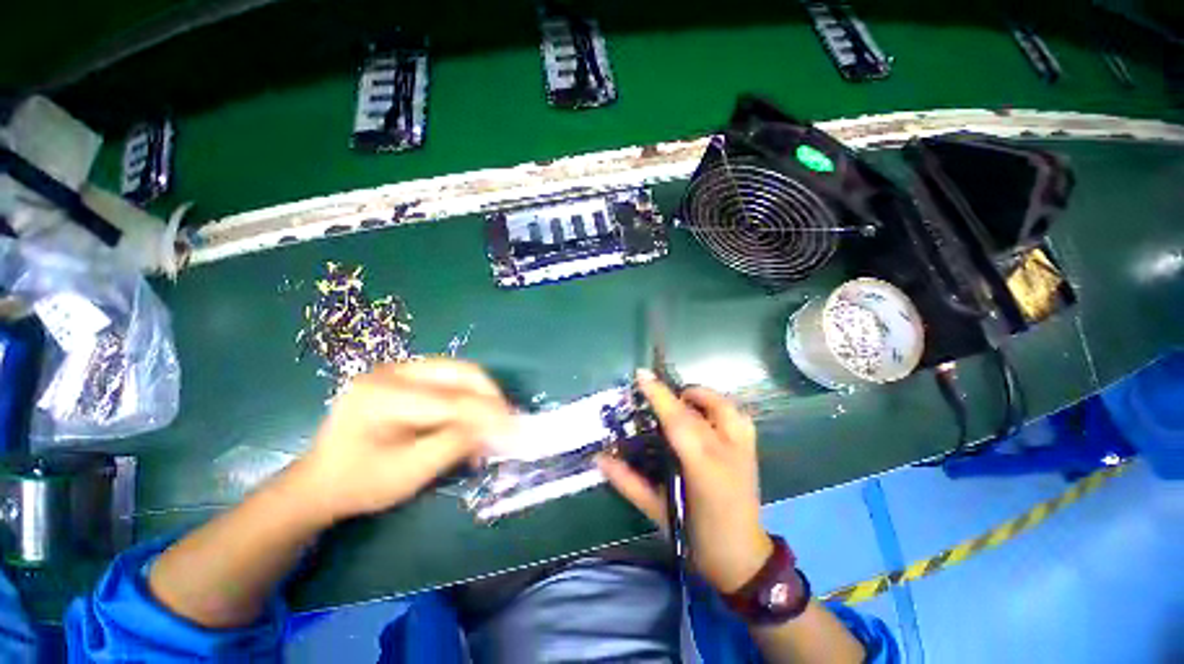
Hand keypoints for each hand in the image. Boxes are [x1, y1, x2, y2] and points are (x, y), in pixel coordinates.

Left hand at [288, 359, 512, 525]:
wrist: (321, 481)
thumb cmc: (360, 483)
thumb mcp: (409, 472)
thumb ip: (455, 444)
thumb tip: (497, 427)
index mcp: (381, 395)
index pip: (450, 400)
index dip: (487, 414)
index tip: (514, 429)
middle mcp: (391, 371)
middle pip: (459, 372)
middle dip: (490, 396)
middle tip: (508, 420)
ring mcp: (399, 369)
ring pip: (460, 371)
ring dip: (483, 395)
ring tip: (495, 420)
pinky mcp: (407, 375)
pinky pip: (451, 378)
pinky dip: (470, 396)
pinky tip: (475, 417)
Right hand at [597, 371, 772, 593]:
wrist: (743, 558)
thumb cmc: (696, 537)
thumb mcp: (657, 511)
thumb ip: (627, 481)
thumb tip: (599, 459)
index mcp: (703, 468)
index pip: (678, 421)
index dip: (659, 395)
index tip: (641, 375)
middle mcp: (728, 451)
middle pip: (700, 406)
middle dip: (675, 394)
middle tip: (656, 399)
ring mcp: (745, 447)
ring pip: (723, 403)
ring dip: (698, 396)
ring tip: (680, 403)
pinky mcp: (753, 448)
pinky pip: (735, 413)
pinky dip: (716, 405)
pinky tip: (701, 415)